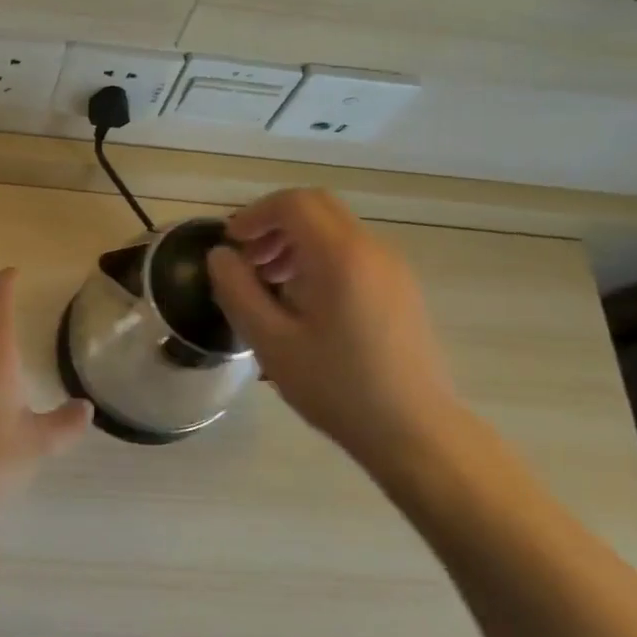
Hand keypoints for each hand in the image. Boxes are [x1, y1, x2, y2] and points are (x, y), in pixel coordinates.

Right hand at [205, 189, 469, 481]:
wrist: (416, 432)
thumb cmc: (337, 388)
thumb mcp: (271, 342)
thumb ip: (238, 291)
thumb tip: (220, 256)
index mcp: (340, 256)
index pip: (293, 203)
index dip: (254, 215)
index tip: (231, 244)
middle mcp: (372, 249)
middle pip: (317, 207)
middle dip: (274, 224)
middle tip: (249, 260)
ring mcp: (393, 267)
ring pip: (336, 228)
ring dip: (296, 241)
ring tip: (272, 284)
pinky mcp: (401, 288)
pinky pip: (354, 252)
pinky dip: (321, 257)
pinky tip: (306, 302)